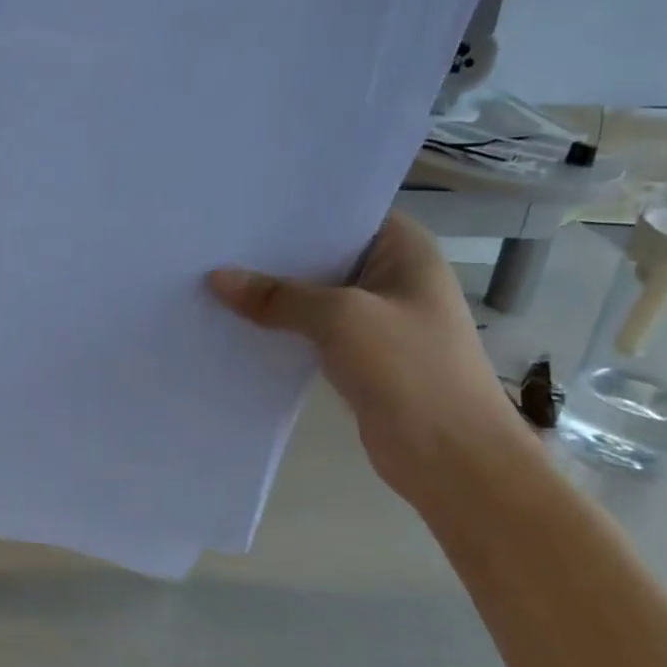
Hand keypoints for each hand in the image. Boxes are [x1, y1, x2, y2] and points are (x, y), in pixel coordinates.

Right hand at [209, 212, 530, 503]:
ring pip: (314, 295)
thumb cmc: (410, 370)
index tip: (242, 207)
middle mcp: (392, 276)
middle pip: (323, 254)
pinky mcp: (360, 356)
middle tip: (215, 242)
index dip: (295, 210)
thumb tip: (217, 278)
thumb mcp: (340, 319)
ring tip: (214, 278)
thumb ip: (278, 296)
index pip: (344, 212)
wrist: (452, 460)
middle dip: (274, 253)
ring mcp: (377, 319)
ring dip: (274, 294)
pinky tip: (236, 322)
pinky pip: (311, 330)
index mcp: (405, 250)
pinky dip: (281, 328)